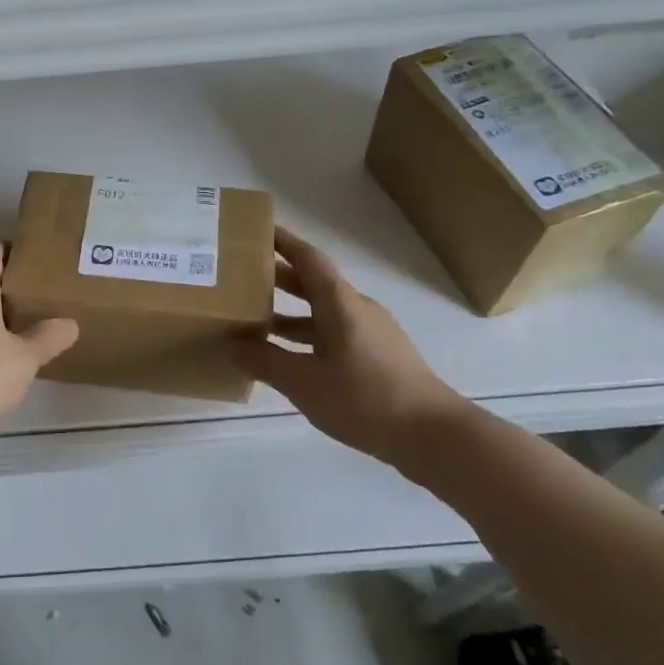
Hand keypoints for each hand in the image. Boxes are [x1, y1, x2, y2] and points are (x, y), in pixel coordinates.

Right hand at [233, 227, 467, 472]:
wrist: (433, 435)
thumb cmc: (365, 398)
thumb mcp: (304, 382)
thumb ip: (264, 361)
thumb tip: (230, 345)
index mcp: (339, 302)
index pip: (307, 258)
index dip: (281, 241)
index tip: (255, 229)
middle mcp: (356, 308)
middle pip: (313, 282)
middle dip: (278, 277)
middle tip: (240, 275)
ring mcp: (371, 332)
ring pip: (323, 311)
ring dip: (290, 311)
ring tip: (255, 319)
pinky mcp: (378, 355)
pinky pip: (334, 332)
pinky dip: (307, 335)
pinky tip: (289, 357)